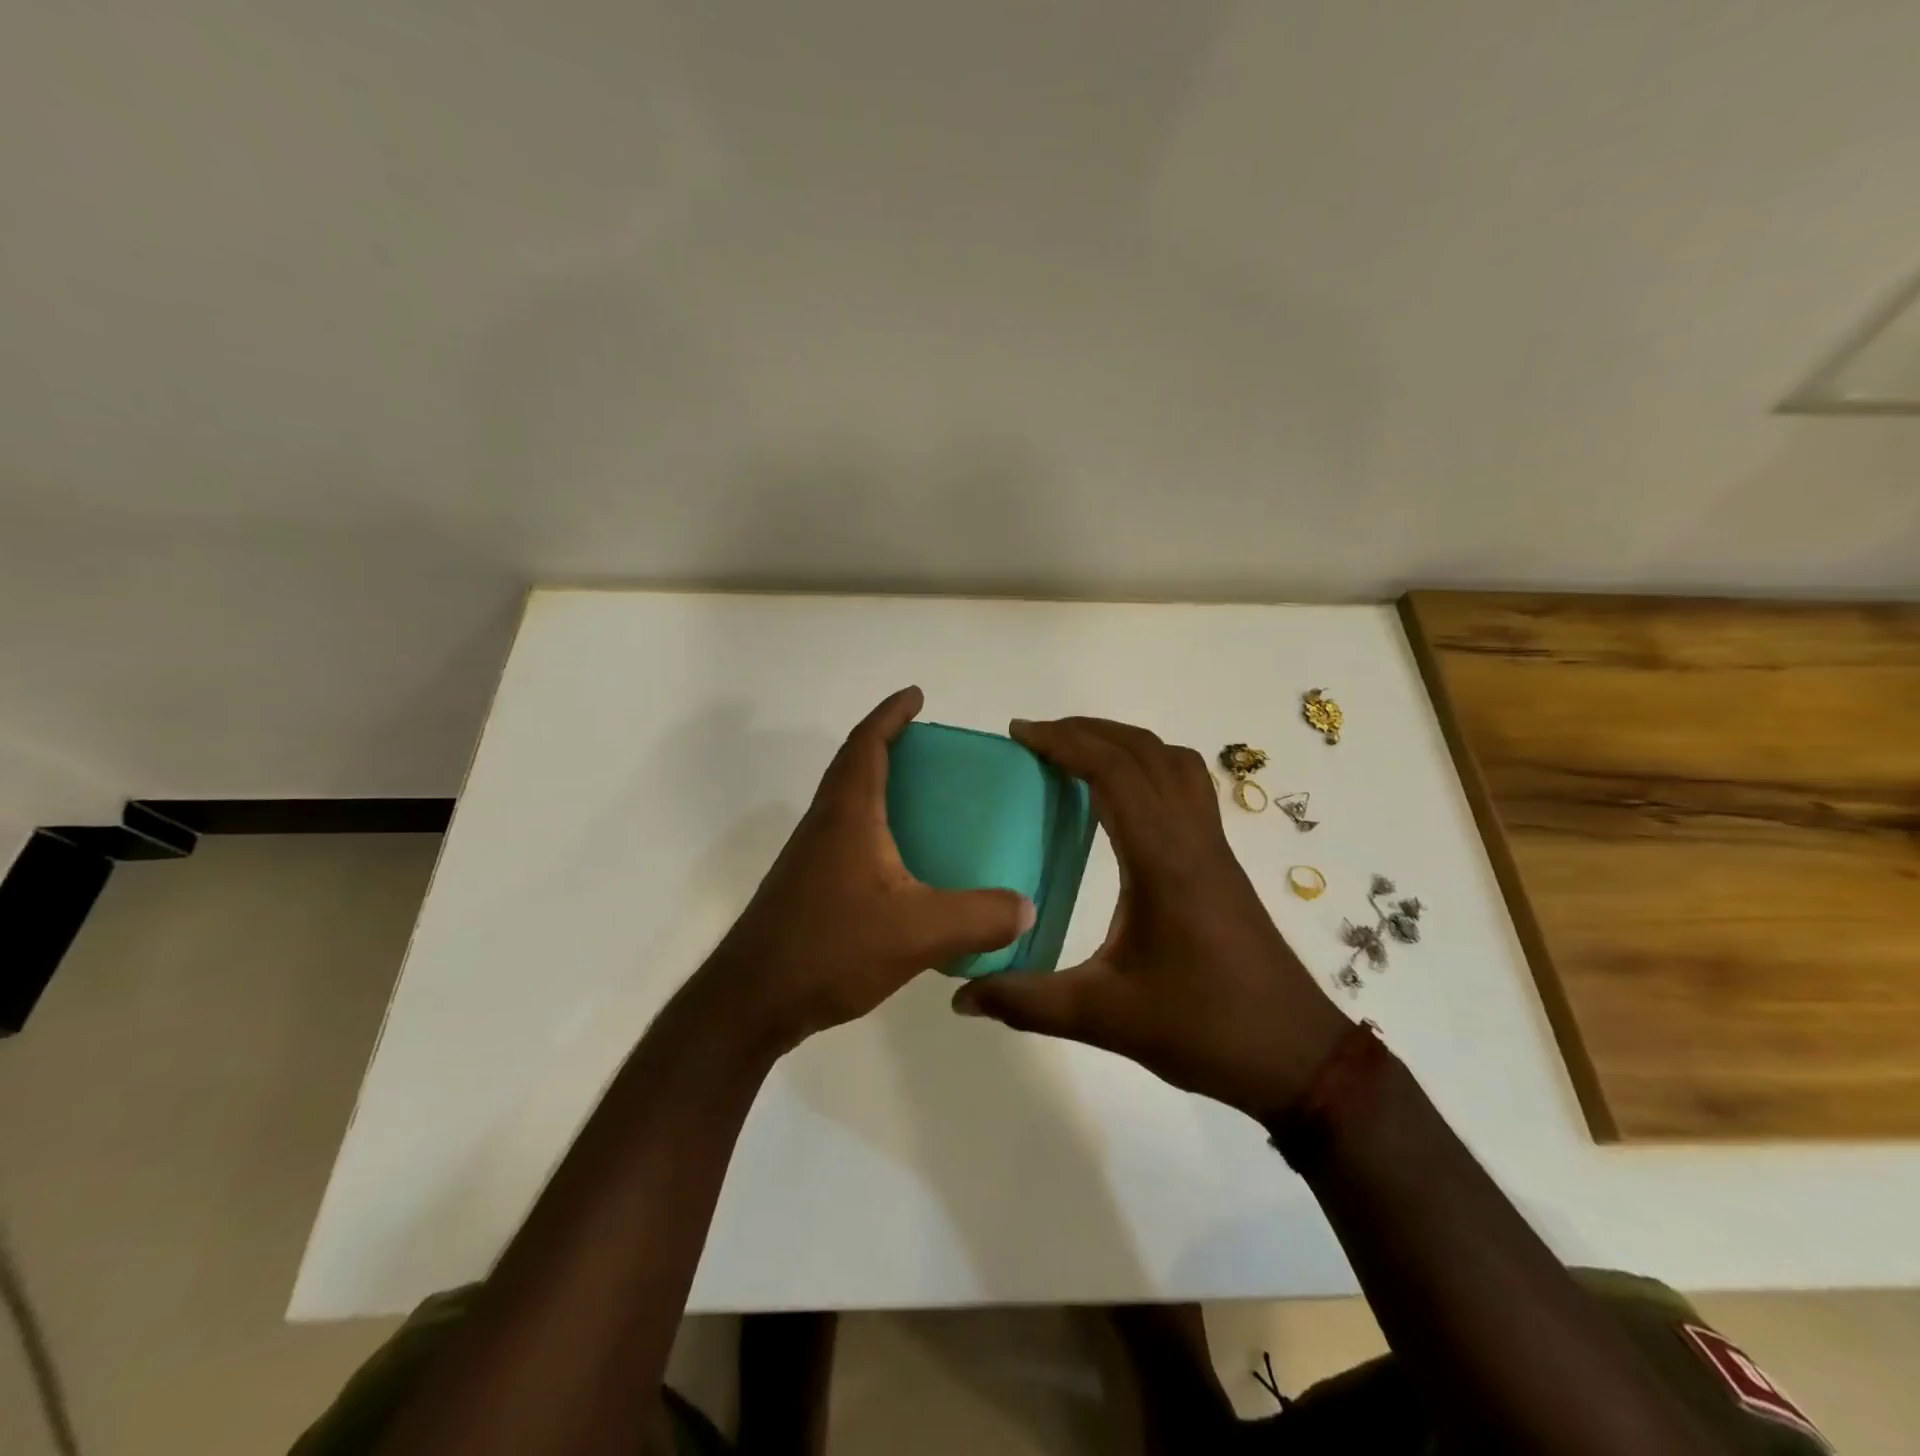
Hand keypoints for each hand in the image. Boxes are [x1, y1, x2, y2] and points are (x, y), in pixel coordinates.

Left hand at [698, 687, 1035, 1050]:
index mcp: (848, 815)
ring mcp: (810, 856)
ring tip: (923, 799)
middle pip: (853, 765)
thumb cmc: (830, 948)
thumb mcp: (917, 932)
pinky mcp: (807, 886)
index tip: (916, 695)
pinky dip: (874, 826)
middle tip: (929, 746)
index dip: (890, 714)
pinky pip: (846, 835)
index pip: (867, 744)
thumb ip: (978, 917)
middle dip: (887, 743)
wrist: (751, 1000)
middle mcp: (824, 825)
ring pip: (847, 801)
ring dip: (878, 784)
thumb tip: (1025, 906)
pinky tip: (901, 865)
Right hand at [953, 717, 1349, 1122]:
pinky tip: (1122, 800)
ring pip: (1173, 762)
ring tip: (1077, 753)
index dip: (1066, 742)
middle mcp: (1192, 838)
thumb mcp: (1105, 1018)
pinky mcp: (1221, 861)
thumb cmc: (1204, 1029)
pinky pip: (1187, 787)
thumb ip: (1027, 1003)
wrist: (1295, 1055)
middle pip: (1144, 751)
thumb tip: (962, 997)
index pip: (1115, 772)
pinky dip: (1150, 767)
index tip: (1020, 734)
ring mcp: (1213, 846)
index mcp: (1163, 861)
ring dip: (1124, 742)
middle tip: (1036, 737)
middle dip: (1087, 730)